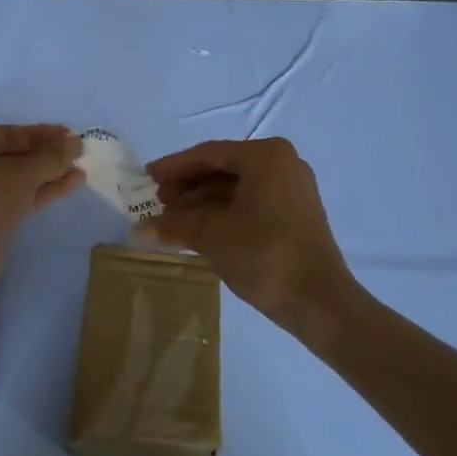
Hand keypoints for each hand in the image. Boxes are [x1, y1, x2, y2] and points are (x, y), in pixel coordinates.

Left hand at [0, 126, 83, 304]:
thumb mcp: (20, 174)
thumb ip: (51, 157)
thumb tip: (75, 142)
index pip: (12, 133)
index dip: (42, 133)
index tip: (71, 134)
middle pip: (17, 155)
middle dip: (48, 154)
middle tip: (81, 152)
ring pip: (22, 178)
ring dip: (50, 173)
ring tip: (82, 169)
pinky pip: (24, 197)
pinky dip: (46, 190)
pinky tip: (72, 184)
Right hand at [143, 138, 360, 342]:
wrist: (319, 301)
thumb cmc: (263, 255)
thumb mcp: (211, 236)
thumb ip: (173, 226)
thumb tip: (137, 231)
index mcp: (264, 156)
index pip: (207, 154)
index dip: (173, 167)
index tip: (146, 177)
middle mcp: (282, 163)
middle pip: (222, 168)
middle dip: (187, 185)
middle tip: (158, 202)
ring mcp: (293, 188)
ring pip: (236, 186)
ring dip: (202, 201)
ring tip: (173, 219)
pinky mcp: (296, 212)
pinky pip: (251, 201)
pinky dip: (223, 211)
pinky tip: (198, 228)